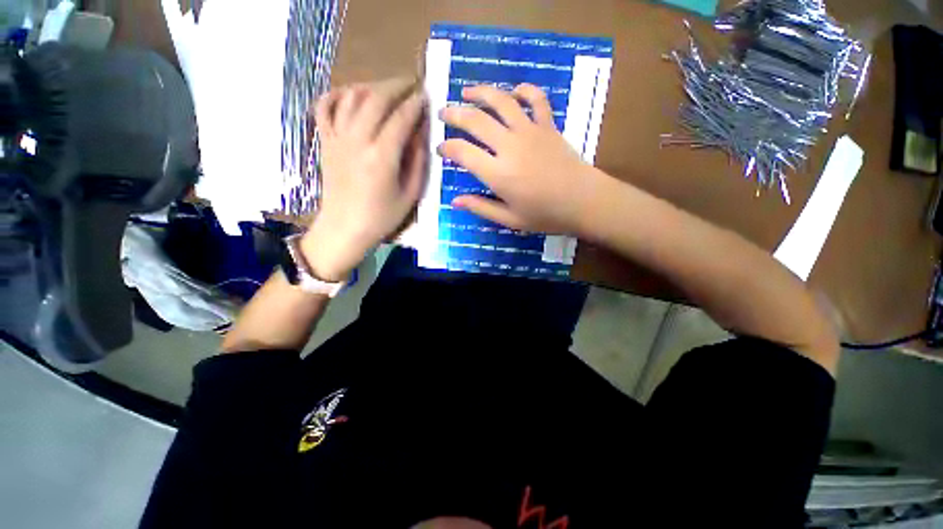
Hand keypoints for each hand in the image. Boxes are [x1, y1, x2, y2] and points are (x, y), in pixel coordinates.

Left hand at [302, 78, 427, 280]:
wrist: (345, 228)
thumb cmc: (382, 216)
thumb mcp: (411, 194)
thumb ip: (418, 161)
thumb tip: (421, 132)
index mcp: (382, 157)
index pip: (402, 118)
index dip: (416, 104)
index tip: (427, 95)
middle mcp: (358, 140)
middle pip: (376, 99)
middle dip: (397, 86)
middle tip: (411, 84)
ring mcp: (337, 138)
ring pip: (352, 97)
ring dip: (372, 86)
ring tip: (388, 90)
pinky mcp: (325, 141)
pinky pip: (325, 107)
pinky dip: (337, 94)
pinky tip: (351, 94)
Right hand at [438, 84, 598, 233]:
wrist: (584, 202)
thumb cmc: (545, 215)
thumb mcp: (509, 220)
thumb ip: (481, 207)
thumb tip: (455, 201)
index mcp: (497, 173)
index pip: (462, 152)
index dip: (446, 148)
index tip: (440, 149)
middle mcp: (509, 146)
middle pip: (475, 120)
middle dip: (454, 114)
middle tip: (443, 113)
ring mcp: (530, 132)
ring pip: (501, 101)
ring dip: (481, 92)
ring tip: (467, 91)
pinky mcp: (548, 126)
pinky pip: (536, 99)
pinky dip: (524, 90)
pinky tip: (514, 91)